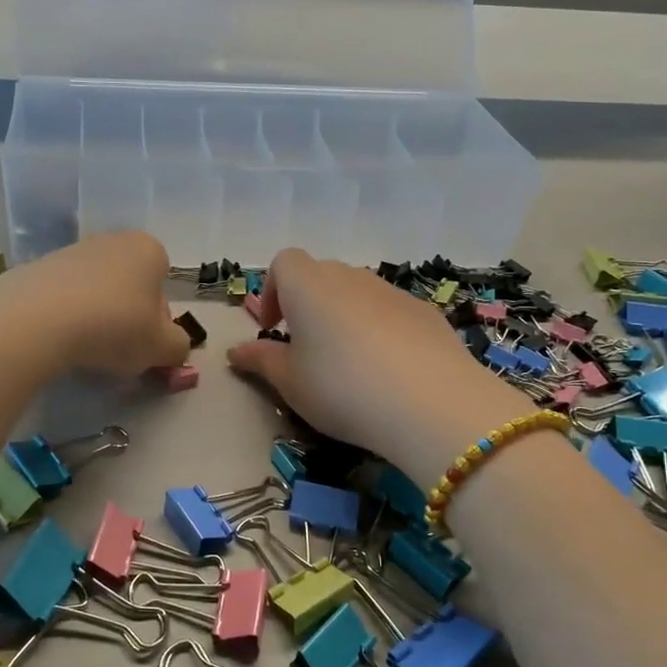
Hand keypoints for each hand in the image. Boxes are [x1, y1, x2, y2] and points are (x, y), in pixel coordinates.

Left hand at [0, 232, 190, 376]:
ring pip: (95, 290)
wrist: (36, 320)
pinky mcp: (35, 269)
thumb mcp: (162, 347)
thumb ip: (178, 346)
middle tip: (119, 349)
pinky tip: (57, 341)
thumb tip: (173, 347)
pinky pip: (61, 297)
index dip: (160, 314)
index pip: (163, 279)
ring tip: (85, 348)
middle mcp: (110, 240)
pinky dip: (64, 317)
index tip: (147, 341)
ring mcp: (69, 252)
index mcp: (147, 249)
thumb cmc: (114, 326)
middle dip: (128, 314)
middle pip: (129, 283)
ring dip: (95, 316)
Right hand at [226, 249, 528, 484]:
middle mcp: (349, 277)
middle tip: (306, 350)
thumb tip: (235, 351)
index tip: (272, 329)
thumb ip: (260, 361)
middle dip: (308, 305)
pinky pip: (391, 312)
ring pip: (358, 294)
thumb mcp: (290, 382)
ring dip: (344, 317)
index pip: (283, 263)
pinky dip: (381, 330)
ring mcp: (392, 291)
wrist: (431, 403)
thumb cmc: (341, 388)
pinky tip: (389, 371)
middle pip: (321, 275)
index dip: (272, 291)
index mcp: (308, 285)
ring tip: (348, 365)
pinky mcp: (426, 312)